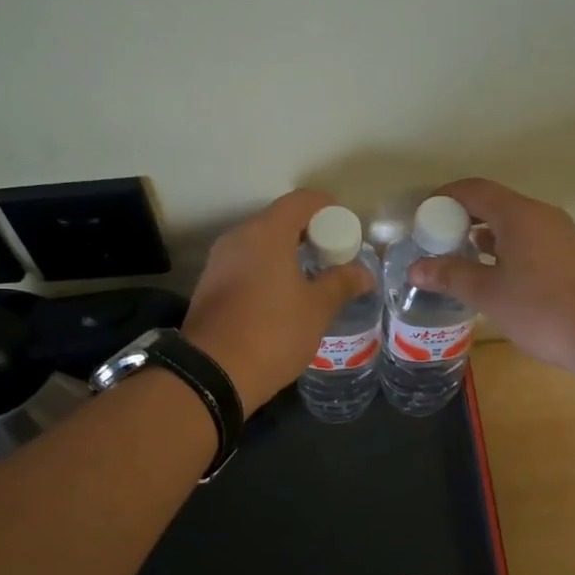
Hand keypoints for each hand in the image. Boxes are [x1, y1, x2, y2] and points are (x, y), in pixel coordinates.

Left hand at [183, 190, 377, 413]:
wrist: (212, 373)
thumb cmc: (273, 332)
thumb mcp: (317, 309)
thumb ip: (341, 283)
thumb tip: (364, 273)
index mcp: (266, 233)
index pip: (301, 201)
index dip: (328, 209)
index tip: (346, 229)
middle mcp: (238, 237)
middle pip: (279, 220)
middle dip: (309, 233)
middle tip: (333, 257)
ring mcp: (219, 260)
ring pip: (260, 243)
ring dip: (286, 253)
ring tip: (311, 278)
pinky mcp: (209, 284)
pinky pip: (245, 263)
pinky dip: (266, 269)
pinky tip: (282, 297)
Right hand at [405, 178, 574, 374]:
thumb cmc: (543, 310)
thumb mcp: (489, 294)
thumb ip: (450, 275)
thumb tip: (415, 268)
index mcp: (519, 214)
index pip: (473, 189)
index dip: (443, 198)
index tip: (421, 218)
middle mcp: (541, 215)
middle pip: (493, 203)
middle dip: (460, 218)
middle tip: (434, 242)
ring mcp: (560, 234)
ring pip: (512, 223)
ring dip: (482, 235)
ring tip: (457, 260)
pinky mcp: (571, 255)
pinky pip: (529, 239)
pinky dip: (504, 248)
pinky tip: (493, 276)